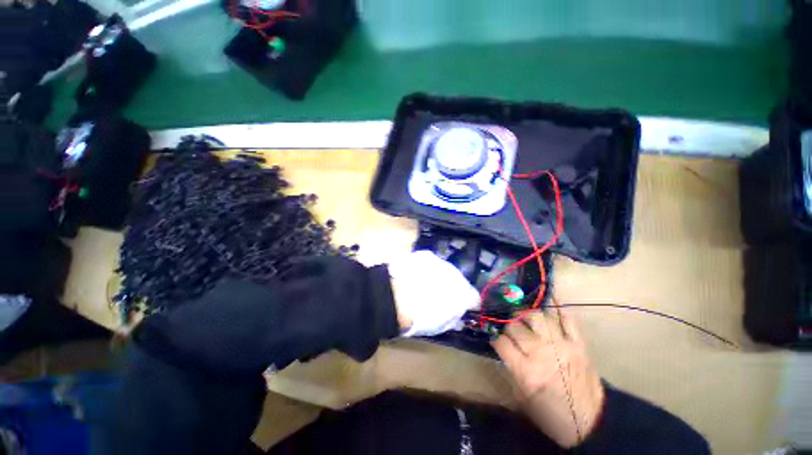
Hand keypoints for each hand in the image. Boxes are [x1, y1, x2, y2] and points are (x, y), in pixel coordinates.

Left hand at [387, 250, 479, 336]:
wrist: (397, 298)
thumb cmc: (421, 317)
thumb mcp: (442, 325)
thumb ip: (455, 317)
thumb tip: (458, 314)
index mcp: (464, 294)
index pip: (474, 297)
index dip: (469, 303)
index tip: (463, 307)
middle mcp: (456, 274)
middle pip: (460, 281)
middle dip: (453, 288)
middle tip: (440, 296)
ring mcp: (441, 262)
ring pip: (446, 270)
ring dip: (440, 277)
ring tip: (426, 285)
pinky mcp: (426, 255)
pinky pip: (431, 262)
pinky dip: (428, 269)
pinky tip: (417, 275)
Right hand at [492, 310, 604, 447]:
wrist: (593, 423)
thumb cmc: (553, 415)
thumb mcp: (523, 398)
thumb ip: (510, 369)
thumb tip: (501, 346)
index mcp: (527, 372)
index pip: (501, 342)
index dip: (494, 336)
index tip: (493, 335)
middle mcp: (542, 354)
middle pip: (515, 326)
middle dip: (507, 324)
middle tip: (507, 326)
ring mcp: (562, 345)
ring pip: (537, 317)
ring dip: (525, 313)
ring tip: (522, 315)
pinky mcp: (578, 343)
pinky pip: (567, 318)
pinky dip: (558, 306)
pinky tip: (549, 298)